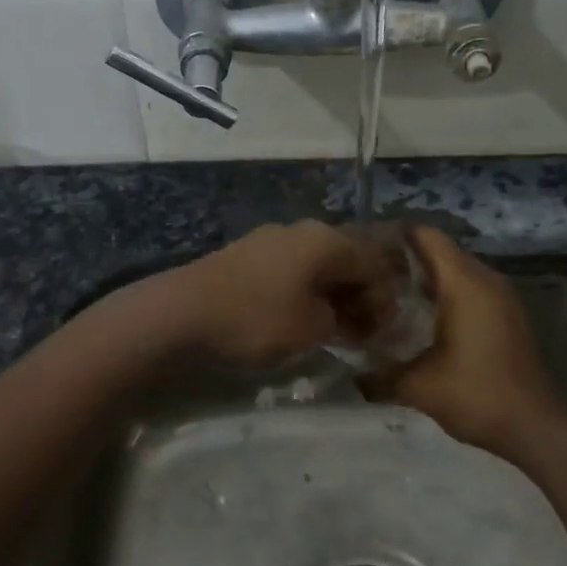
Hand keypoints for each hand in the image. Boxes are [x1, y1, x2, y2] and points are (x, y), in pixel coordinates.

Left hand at [148, 220, 392, 367]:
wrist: (182, 312)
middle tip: (360, 334)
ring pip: (315, 266)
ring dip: (329, 296)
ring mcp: (269, 239)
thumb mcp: (312, 328)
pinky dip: (301, 292)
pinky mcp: (245, 254)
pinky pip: (289, 270)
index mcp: (326, 240)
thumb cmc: (257, 318)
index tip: (381, 335)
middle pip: (345, 261)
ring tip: (329, 330)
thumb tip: (338, 315)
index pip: (373, 265)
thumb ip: (341, 320)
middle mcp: (301, 230)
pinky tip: (295, 317)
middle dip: (357, 297)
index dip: (384, 301)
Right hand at [362, 227, 565, 456]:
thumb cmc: (476, 396)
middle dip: (405, 262)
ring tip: (390, 300)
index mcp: (464, 283)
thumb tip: (351, 375)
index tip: (364, 255)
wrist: (536, 428)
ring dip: (426, 280)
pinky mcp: (508, 314)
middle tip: (369, 282)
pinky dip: (446, 295)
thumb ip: (379, 376)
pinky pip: (471, 289)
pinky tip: (423, 321)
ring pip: (456, 271)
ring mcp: (502, 296)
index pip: (425, 237)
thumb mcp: (418, 387)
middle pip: (439, 251)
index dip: (393, 239)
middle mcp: (485, 279)